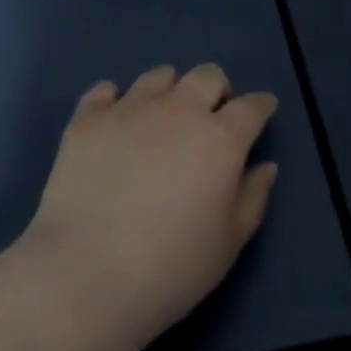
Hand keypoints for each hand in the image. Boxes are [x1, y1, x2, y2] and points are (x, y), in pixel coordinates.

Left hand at [23, 64, 278, 342]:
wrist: (85, 275)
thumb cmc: (170, 269)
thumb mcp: (228, 245)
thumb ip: (253, 198)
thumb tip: (265, 165)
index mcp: (220, 139)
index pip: (252, 106)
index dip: (260, 106)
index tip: (261, 112)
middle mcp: (179, 110)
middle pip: (207, 76)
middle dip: (217, 91)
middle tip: (209, 119)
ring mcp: (130, 108)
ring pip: (160, 75)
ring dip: (169, 91)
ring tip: (161, 119)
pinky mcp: (88, 118)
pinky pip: (106, 89)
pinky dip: (115, 100)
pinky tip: (115, 123)